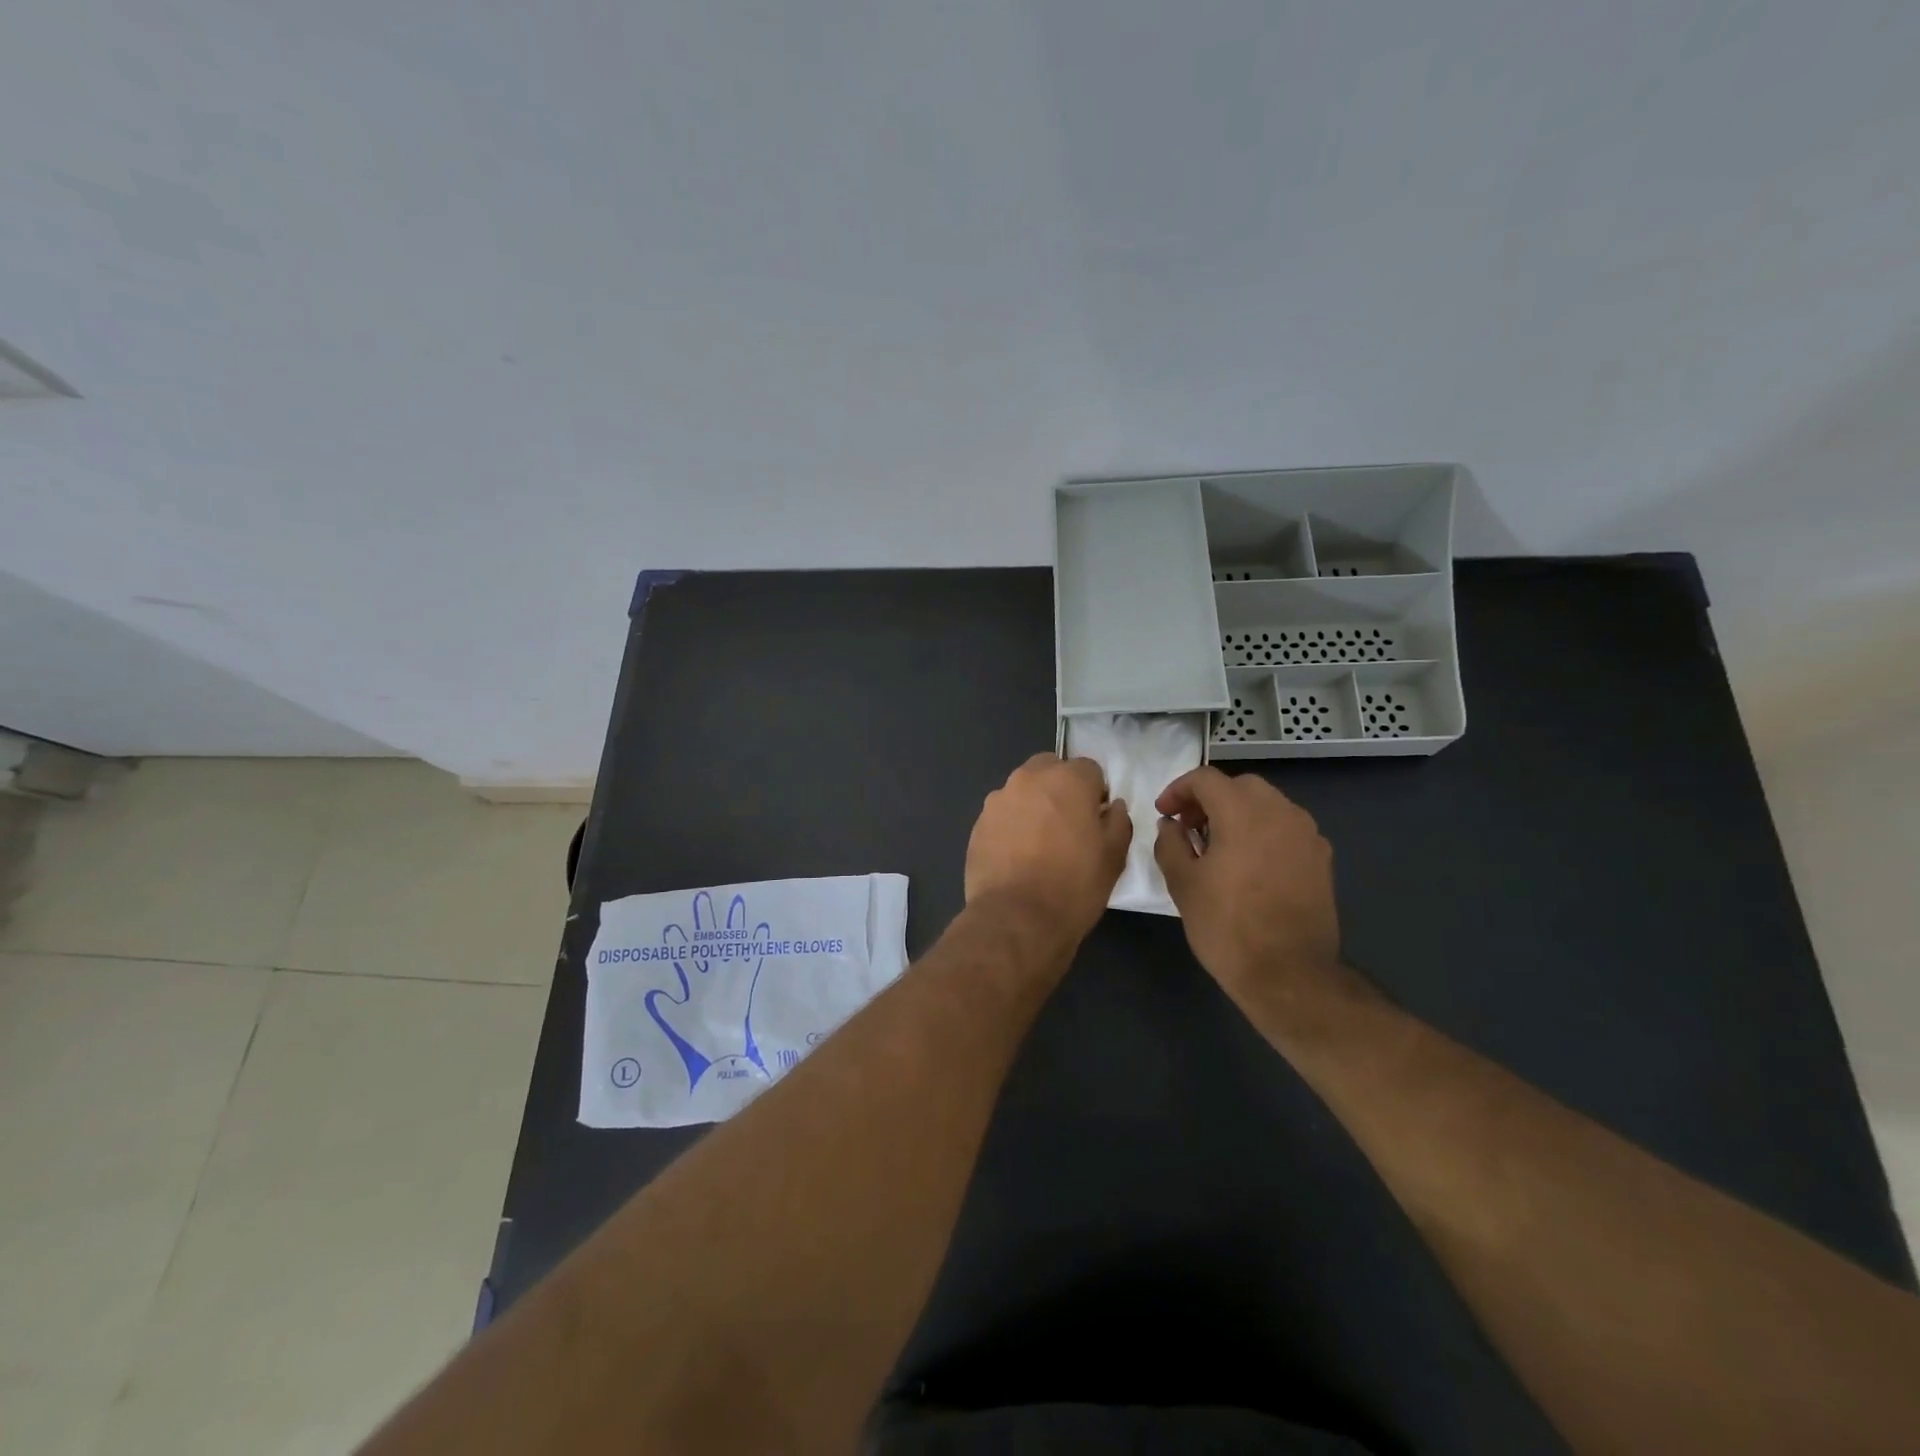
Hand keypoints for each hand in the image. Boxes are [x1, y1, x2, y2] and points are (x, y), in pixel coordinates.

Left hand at [966, 753, 1131, 947]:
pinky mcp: (978, 824)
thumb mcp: (1114, 856)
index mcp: (1067, 779)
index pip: (1089, 768)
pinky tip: (1017, 857)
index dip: (1096, 793)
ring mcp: (998, 800)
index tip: (1096, 820)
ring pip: (1023, 791)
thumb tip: (1112, 807)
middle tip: (1068, 826)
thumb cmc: (1073, 885)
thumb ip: (1118, 821)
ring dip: (1034, 806)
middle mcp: (1029, 779)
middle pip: (1050, 769)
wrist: (1016, 919)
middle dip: (1061, 789)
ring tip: (1040, 845)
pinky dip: (1012, 826)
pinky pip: (1003, 815)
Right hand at [1153, 767, 1340, 1006]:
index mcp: (1243, 812)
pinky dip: (1263, 832)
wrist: (1289, 975)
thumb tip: (1171, 825)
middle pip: (1240, 786)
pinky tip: (1249, 864)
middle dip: (1210, 798)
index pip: (1206, 779)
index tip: (1164, 814)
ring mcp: (1307, 835)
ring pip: (1267, 805)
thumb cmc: (1227, 926)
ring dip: (1238, 813)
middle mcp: (1280, 812)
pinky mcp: (1321, 859)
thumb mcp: (1183, 883)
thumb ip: (1170, 843)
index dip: (1178, 790)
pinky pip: (1286, 829)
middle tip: (1189, 827)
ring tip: (1218, 846)